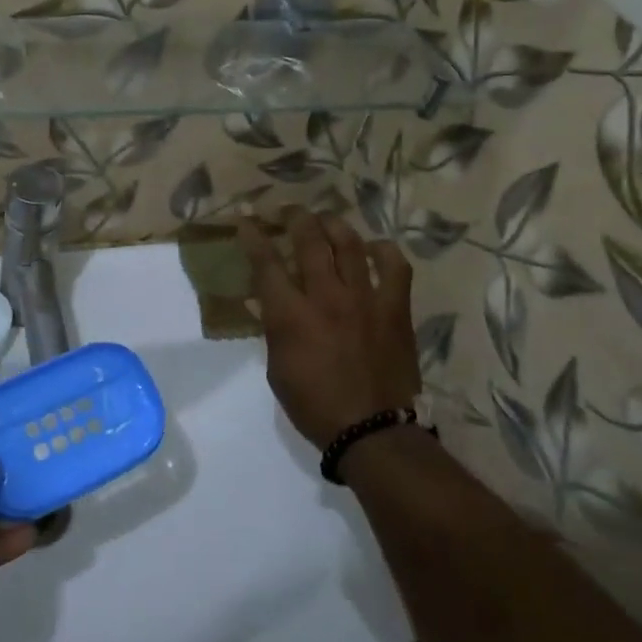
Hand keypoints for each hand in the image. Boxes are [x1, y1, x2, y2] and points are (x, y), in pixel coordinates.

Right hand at [240, 208, 419, 450]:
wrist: (373, 430)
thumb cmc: (316, 406)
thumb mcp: (278, 370)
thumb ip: (275, 330)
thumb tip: (271, 304)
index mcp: (291, 316)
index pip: (266, 263)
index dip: (253, 237)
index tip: (246, 221)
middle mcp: (326, 297)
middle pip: (309, 240)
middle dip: (295, 218)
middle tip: (288, 211)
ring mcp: (365, 299)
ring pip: (349, 243)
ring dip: (333, 224)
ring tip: (325, 220)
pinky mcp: (395, 307)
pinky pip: (394, 266)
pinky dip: (382, 251)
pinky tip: (373, 248)